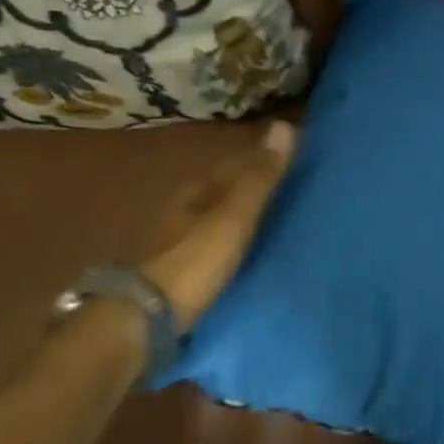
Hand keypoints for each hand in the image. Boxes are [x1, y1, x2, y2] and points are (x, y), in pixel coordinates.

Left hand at [144, 120, 297, 326]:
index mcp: (196, 190)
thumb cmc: (195, 261)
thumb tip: (285, 124)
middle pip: (226, 190)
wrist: (146, 319)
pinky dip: (238, 242)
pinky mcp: (182, 272)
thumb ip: (260, 178)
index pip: (237, 164)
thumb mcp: (234, 217)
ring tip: (282, 220)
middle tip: (296, 189)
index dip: (265, 158)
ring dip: (246, 216)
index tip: (297, 157)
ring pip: (220, 218)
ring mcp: (180, 242)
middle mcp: (185, 210)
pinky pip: (218, 246)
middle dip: (256, 187)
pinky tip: (254, 252)